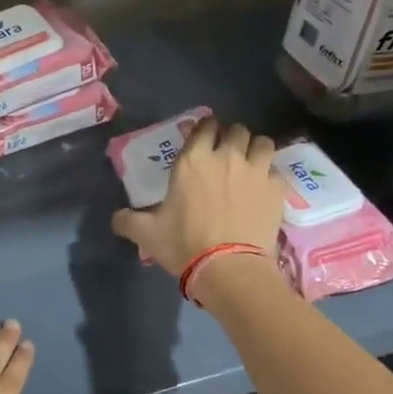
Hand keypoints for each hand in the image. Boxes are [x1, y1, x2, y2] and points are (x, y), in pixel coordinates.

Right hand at [111, 118, 288, 276]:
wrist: (228, 267)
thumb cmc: (184, 244)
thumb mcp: (147, 234)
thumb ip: (128, 221)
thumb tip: (116, 218)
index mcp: (192, 161)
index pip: (204, 126)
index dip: (205, 129)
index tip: (203, 138)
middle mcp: (226, 157)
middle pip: (236, 130)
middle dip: (232, 138)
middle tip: (226, 155)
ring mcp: (255, 170)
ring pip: (262, 143)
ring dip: (255, 149)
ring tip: (251, 164)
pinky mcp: (276, 189)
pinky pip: (276, 171)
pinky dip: (270, 176)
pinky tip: (264, 189)